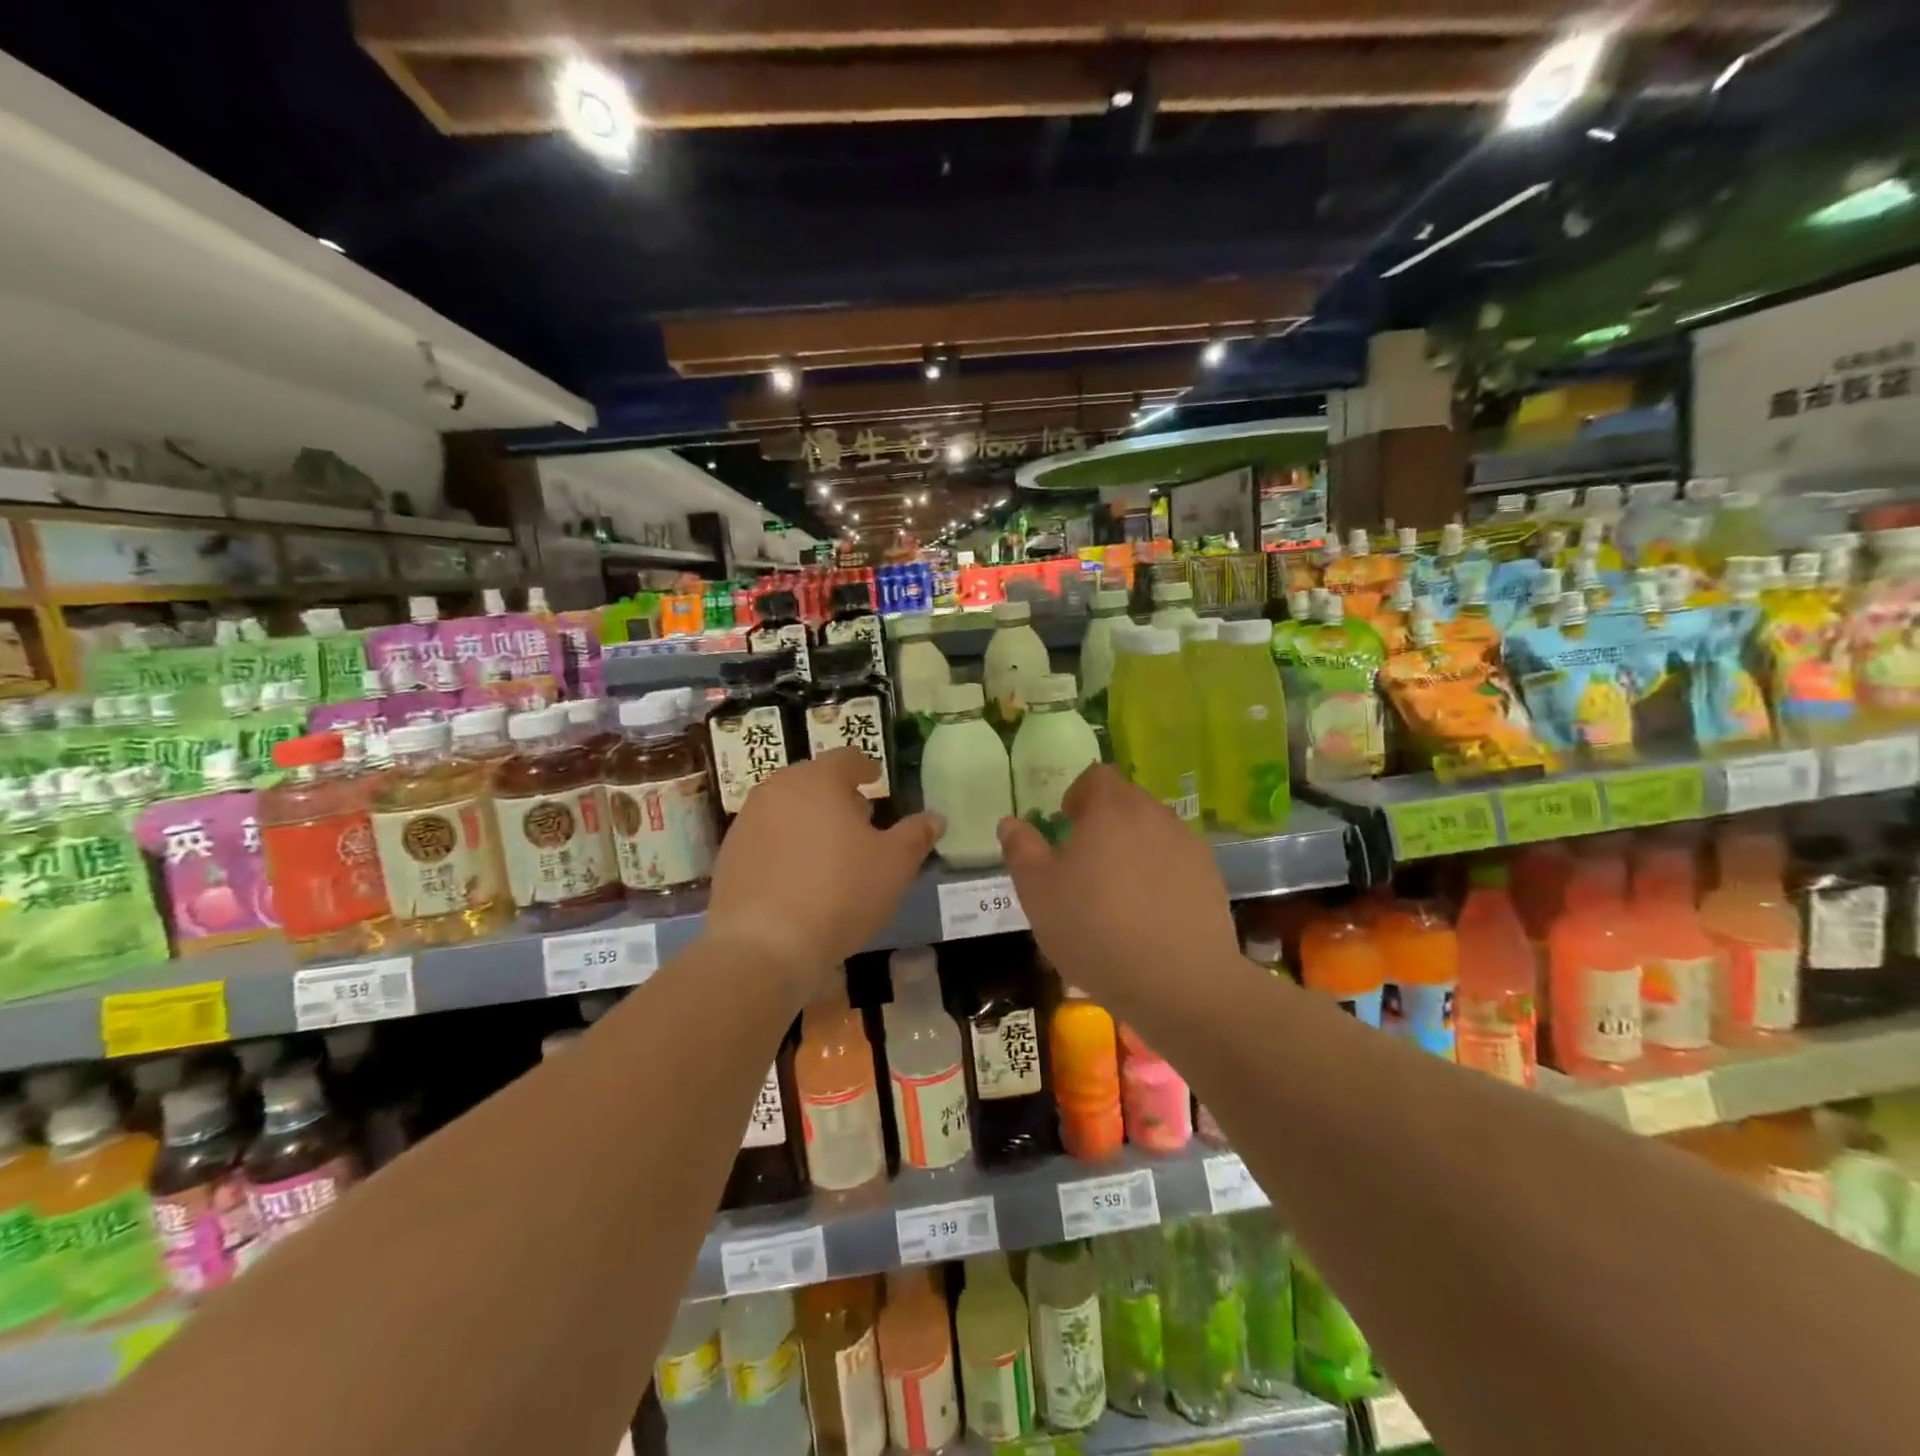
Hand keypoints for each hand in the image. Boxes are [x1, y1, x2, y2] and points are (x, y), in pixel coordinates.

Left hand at [706, 749, 941, 993]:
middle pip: (812, 781)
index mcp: (817, 780)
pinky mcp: (728, 856)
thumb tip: (936, 818)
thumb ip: (916, 835)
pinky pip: (766, 839)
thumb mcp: (894, 865)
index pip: (846, 758)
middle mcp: (776, 790)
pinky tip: (798, 877)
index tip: (875, 779)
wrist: (764, 946)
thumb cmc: (840, 892)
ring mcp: (746, 822)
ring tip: (829, 851)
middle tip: (859, 819)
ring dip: (809, 820)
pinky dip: (784, 847)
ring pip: (786, 808)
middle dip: (837, 795)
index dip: (865, 767)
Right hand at [998, 766, 1239, 1004]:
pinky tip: (1149, 913)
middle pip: (1128, 801)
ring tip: (1117, 890)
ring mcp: (1189, 846)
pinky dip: (1160, 874)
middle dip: (1105, 821)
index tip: (1065, 823)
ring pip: (1154, 832)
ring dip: (1133, 847)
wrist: (1179, 984)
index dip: (1078, 794)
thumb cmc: (1095, 931)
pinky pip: (1176, 862)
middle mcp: (1155, 816)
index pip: (1097, 776)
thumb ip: (1021, 851)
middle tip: (1085, 860)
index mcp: (1112, 810)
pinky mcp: (1211, 879)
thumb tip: (1010, 822)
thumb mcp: (1039, 894)